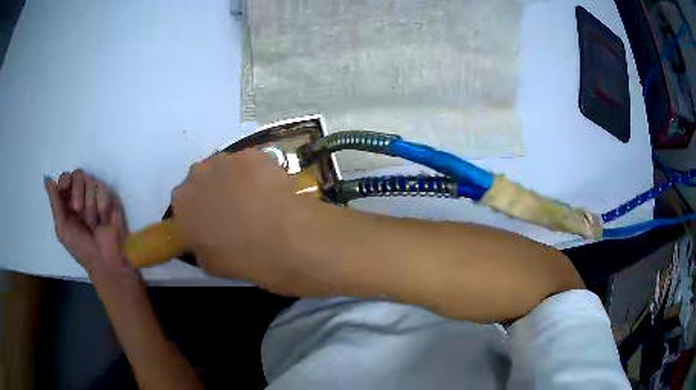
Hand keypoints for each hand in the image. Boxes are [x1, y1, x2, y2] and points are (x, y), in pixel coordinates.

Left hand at [45, 170, 133, 277]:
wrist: (104, 260)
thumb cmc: (81, 248)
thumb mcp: (63, 229)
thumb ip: (55, 203)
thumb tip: (47, 179)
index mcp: (68, 202)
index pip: (65, 178)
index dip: (65, 180)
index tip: (64, 189)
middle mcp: (81, 195)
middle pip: (78, 174)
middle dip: (77, 192)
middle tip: (79, 212)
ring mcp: (95, 195)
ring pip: (90, 181)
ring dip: (90, 204)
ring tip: (94, 222)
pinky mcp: (109, 197)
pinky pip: (103, 189)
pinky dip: (101, 204)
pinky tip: (103, 218)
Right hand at [172, 150, 334, 292]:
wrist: (283, 240)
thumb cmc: (242, 258)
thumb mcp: (210, 263)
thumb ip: (199, 246)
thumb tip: (204, 240)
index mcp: (182, 201)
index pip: (184, 202)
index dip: (198, 211)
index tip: (210, 221)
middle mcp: (198, 174)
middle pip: (203, 179)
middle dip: (214, 191)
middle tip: (233, 209)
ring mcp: (227, 159)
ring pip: (226, 168)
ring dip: (234, 180)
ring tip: (255, 199)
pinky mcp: (254, 154)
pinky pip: (250, 163)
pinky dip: (257, 174)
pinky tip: (270, 190)